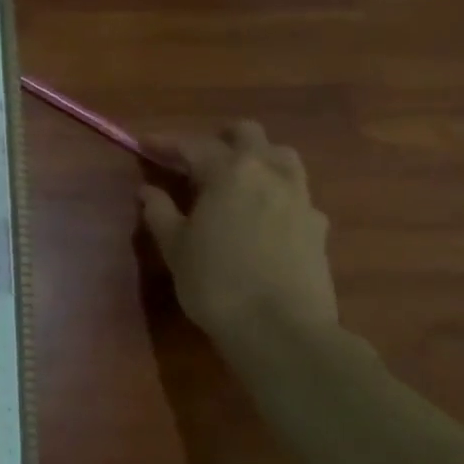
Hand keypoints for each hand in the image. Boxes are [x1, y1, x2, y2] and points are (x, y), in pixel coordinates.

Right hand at [140, 121, 336, 341]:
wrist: (281, 330)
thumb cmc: (215, 283)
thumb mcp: (175, 248)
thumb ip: (160, 212)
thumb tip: (148, 190)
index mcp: (230, 172)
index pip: (194, 145)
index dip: (166, 143)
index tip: (145, 144)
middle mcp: (269, 173)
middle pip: (248, 134)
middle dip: (220, 139)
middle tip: (196, 160)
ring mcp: (300, 197)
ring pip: (281, 156)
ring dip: (256, 158)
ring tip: (235, 181)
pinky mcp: (318, 225)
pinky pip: (296, 193)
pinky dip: (276, 193)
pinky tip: (263, 217)